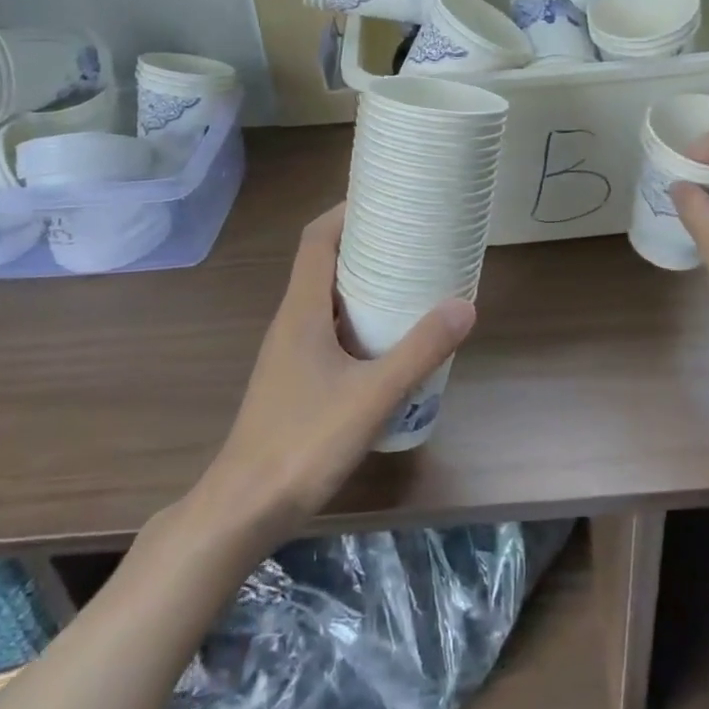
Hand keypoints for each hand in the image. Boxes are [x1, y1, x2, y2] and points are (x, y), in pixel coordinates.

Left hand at [195, 204, 474, 536]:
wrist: (243, 509)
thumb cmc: (302, 443)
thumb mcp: (371, 395)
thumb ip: (419, 351)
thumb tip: (465, 305)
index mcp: (302, 311)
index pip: (317, 240)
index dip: (346, 212)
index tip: (384, 199)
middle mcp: (291, 321)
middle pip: (324, 264)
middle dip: (364, 244)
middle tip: (411, 238)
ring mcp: (289, 352)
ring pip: (327, 299)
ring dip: (362, 283)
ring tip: (408, 280)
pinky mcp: (294, 379)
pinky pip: (328, 329)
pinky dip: (357, 319)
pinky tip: (387, 340)